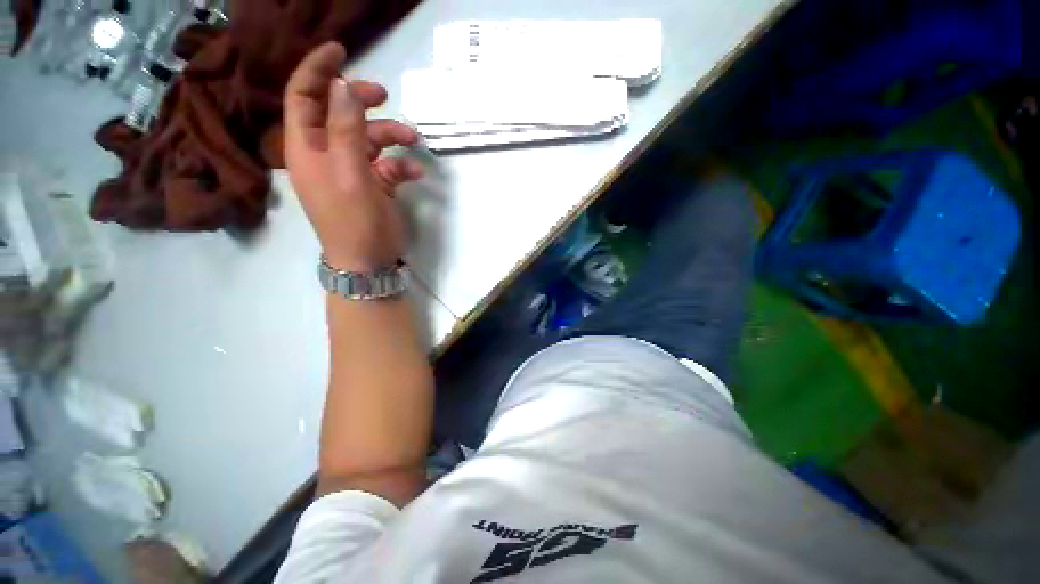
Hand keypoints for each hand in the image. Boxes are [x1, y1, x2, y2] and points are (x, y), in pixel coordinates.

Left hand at [284, 42, 423, 271]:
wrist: (368, 261)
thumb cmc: (353, 220)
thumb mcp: (349, 173)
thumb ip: (345, 129)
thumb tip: (342, 86)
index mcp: (308, 147)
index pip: (303, 96)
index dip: (317, 70)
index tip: (341, 51)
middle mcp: (326, 154)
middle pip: (339, 113)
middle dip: (362, 102)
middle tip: (384, 95)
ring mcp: (352, 170)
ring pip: (369, 138)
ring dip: (391, 135)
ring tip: (414, 139)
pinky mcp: (373, 186)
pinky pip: (387, 165)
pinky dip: (401, 164)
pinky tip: (415, 171)